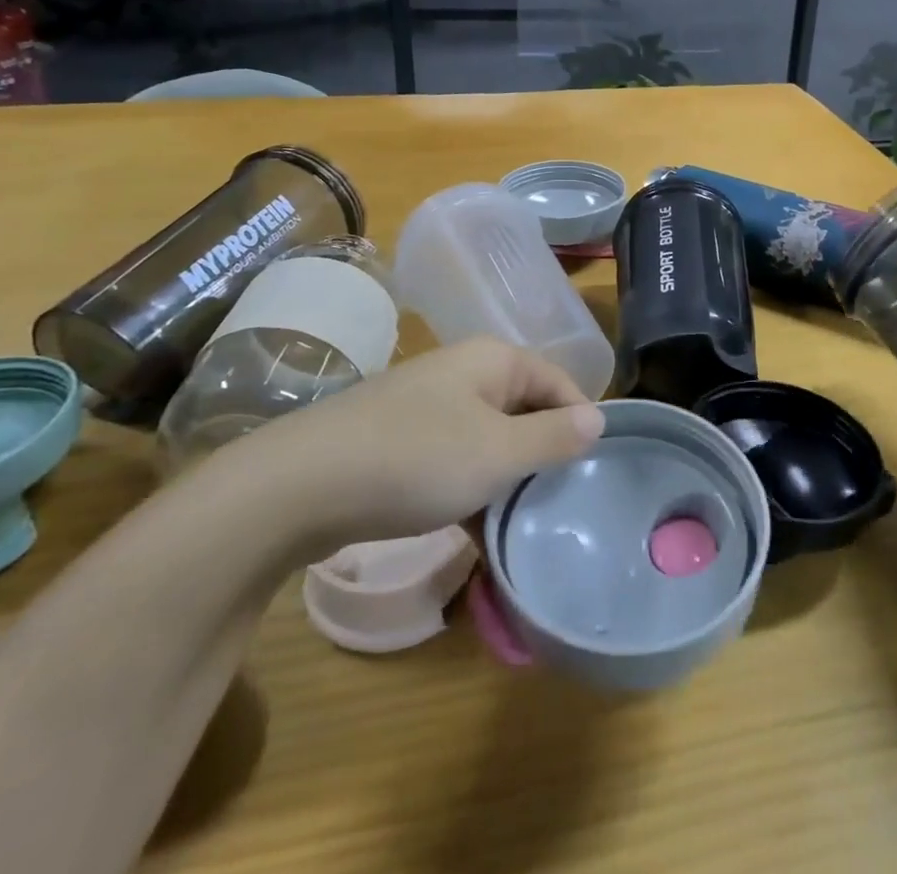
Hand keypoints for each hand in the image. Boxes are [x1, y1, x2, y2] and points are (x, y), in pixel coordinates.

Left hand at [219, 338, 604, 555]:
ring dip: (505, 482)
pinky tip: (472, 534)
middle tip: (558, 508)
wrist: (298, 486)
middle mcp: (463, 373)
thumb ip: (553, 437)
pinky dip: (468, 491)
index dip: (580, 424)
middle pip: (524, 410)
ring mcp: (427, 406)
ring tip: (519, 530)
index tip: (591, 475)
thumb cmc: (416, 460)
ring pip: (488, 440)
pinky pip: (452, 460)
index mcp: (493, 361)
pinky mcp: (398, 441)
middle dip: (541, 458)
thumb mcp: (498, 453)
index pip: (558, 382)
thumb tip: (598, 419)